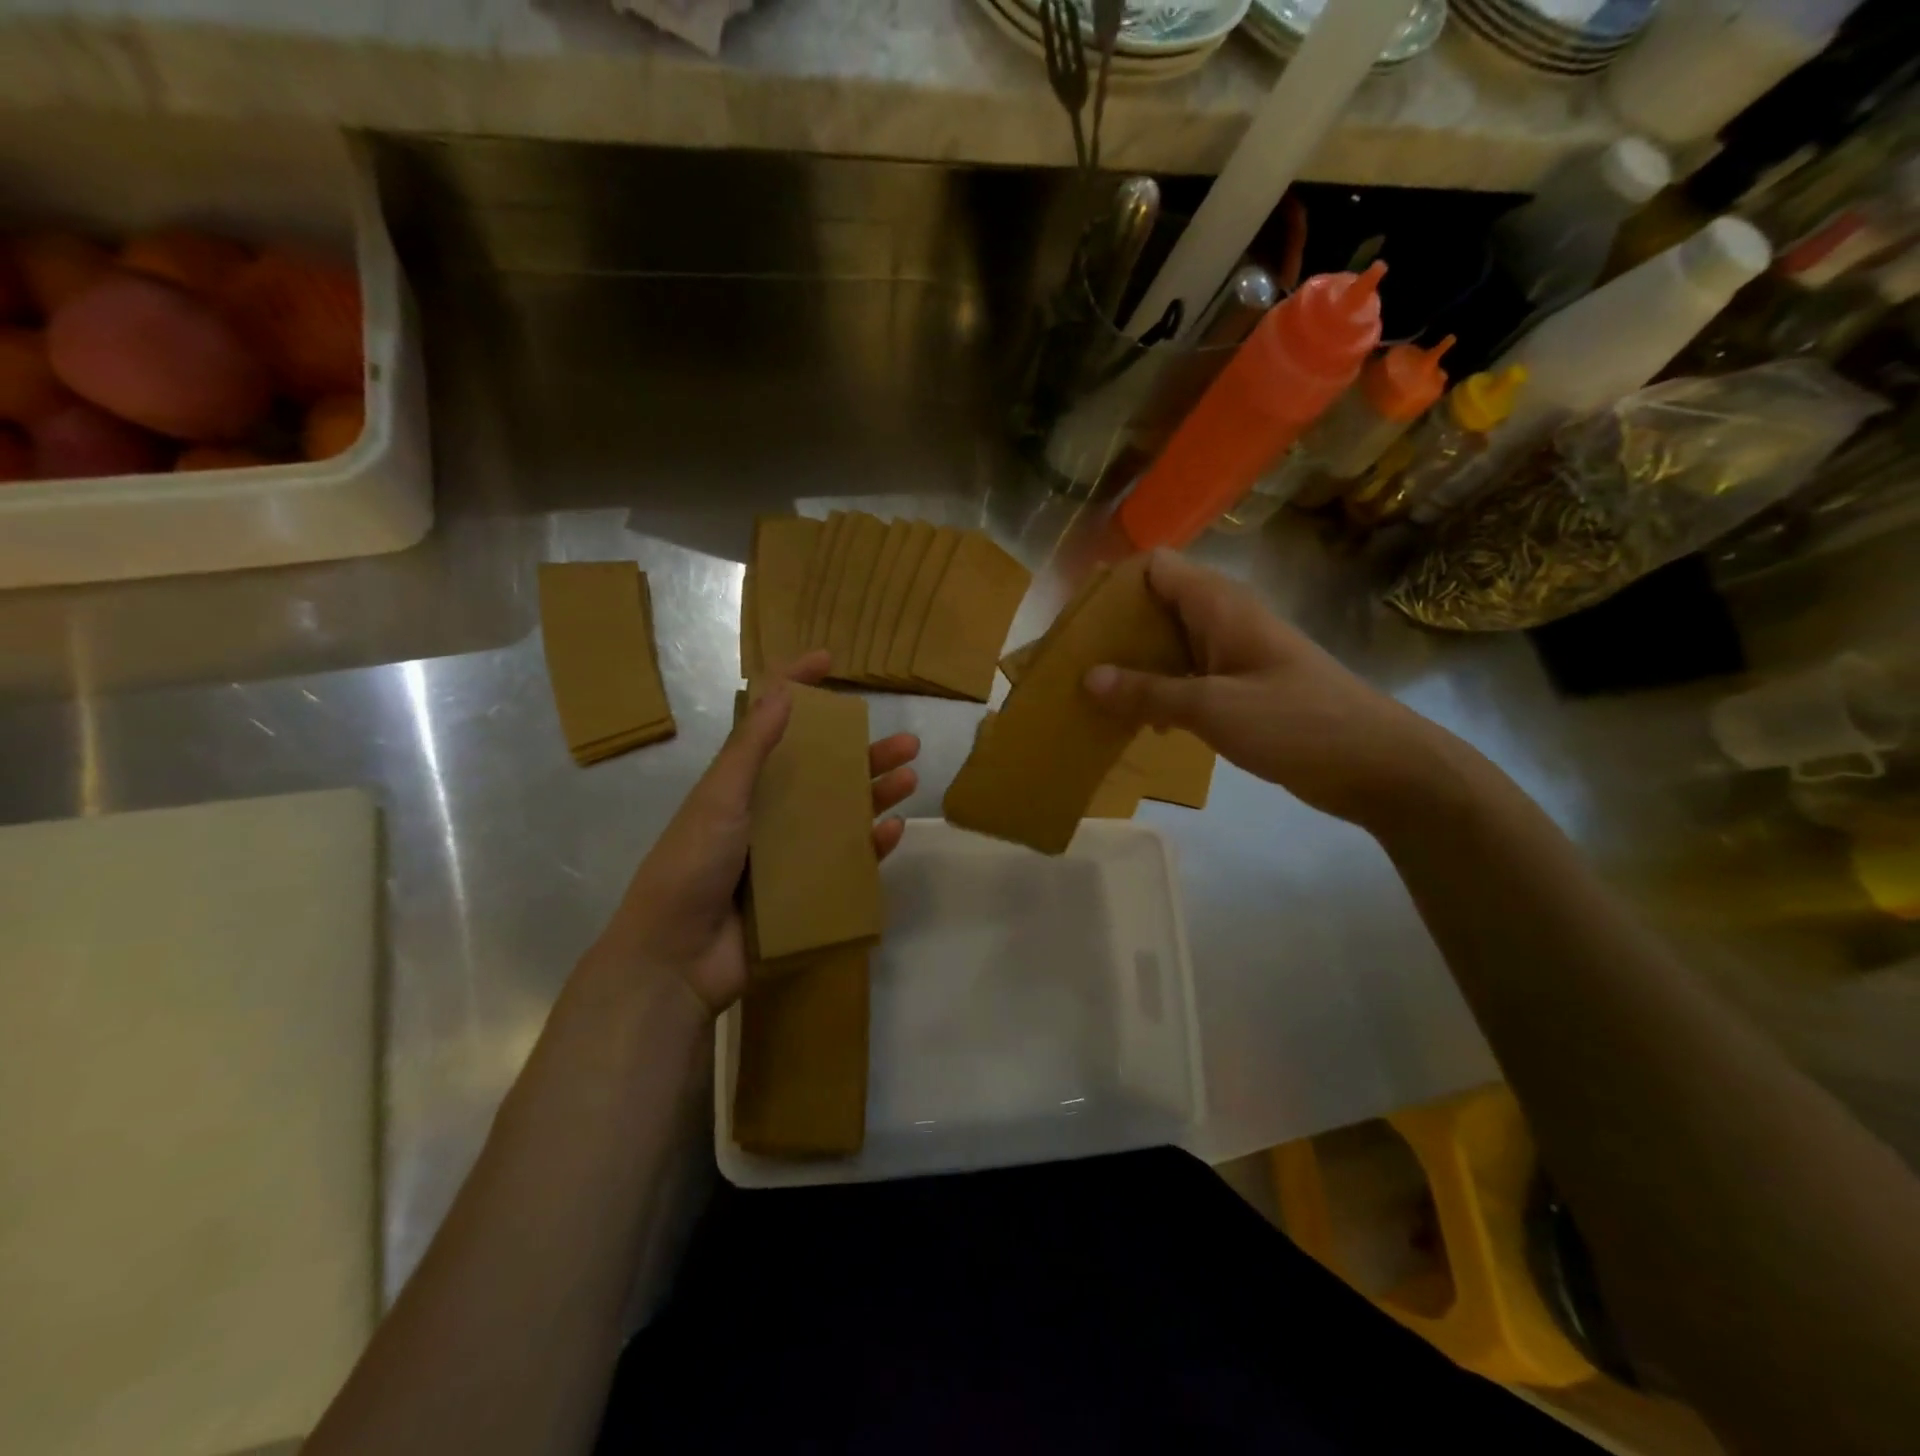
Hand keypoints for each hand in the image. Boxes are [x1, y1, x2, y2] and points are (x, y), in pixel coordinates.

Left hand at [586, 650, 918, 1014]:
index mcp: (742, 784)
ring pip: (842, 814)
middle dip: (864, 753)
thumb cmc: (691, 865)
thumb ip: (752, 747)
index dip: (798, 687)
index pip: (772, 724)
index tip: (829, 661)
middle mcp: (769, 812)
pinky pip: (846, 862)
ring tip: (911, 778)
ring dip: (876, 794)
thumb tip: (785, 690)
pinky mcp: (804, 891)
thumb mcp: (720, 798)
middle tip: (906, 742)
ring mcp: (788, 853)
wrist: (676, 958)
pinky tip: (892, 831)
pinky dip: (869, 846)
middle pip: (824, 772)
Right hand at [1083, 550, 1464, 829]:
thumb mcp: (1213, 707)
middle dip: (1115, 631)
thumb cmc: (1296, 722)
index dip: (1114, 584)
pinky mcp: (1242, 688)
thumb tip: (1088, 677)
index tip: (1078, 622)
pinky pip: (1187, 678)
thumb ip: (1148, 692)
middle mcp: (1223, 620)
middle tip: (1075, 664)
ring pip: (1170, 645)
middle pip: (1156, 605)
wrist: (1377, 765)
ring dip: (1134, 666)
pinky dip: (1159, 692)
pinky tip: (1138, 722)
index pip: (1155, 567)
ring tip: (1094, 695)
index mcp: (1219, 606)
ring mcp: (1234, 655)